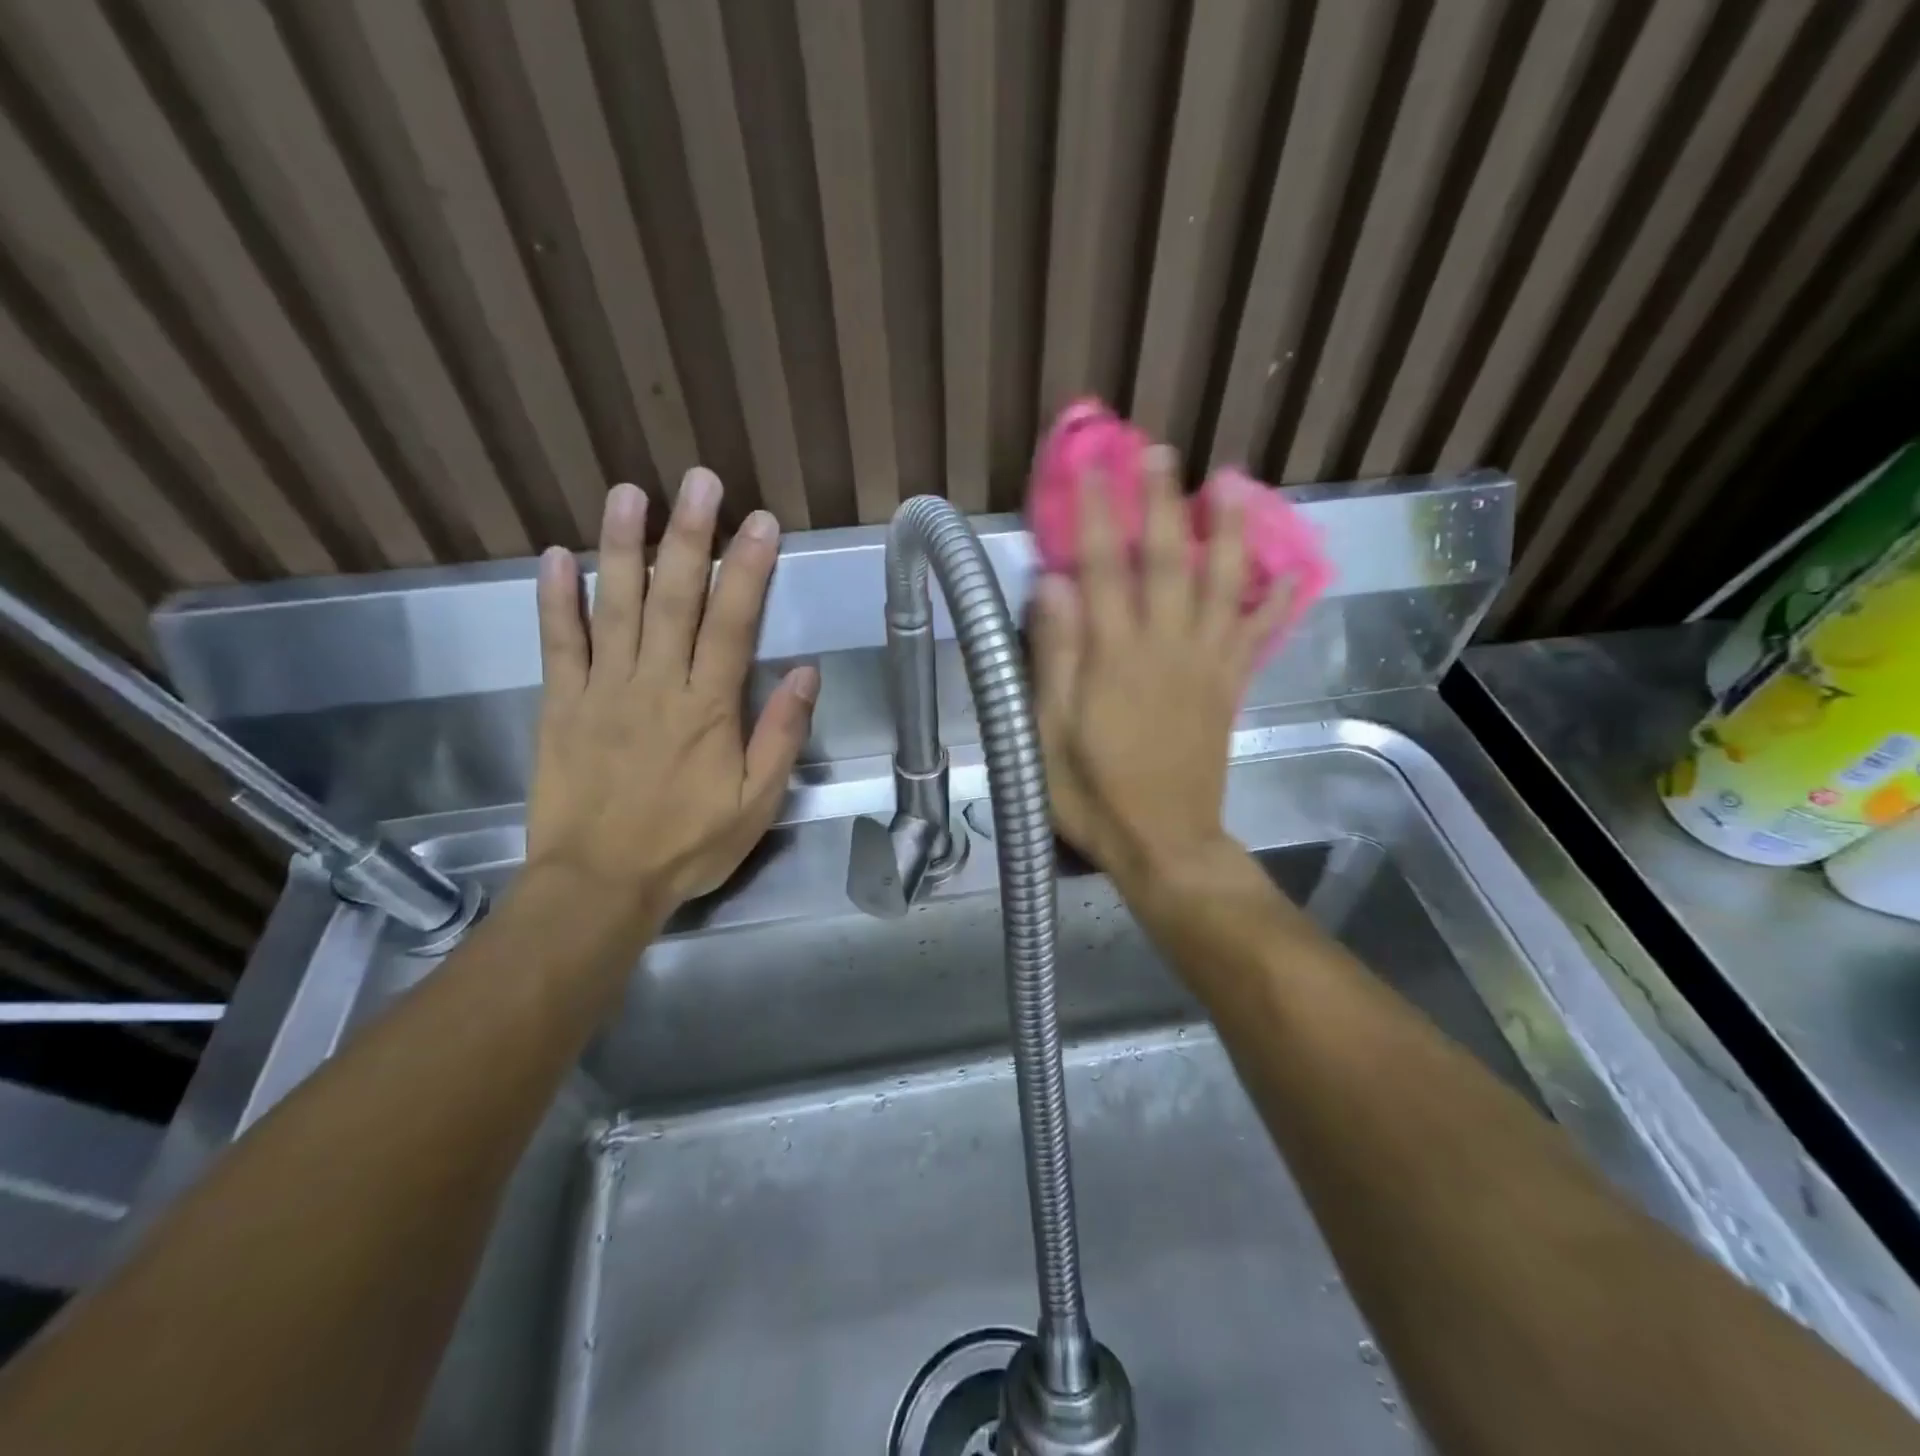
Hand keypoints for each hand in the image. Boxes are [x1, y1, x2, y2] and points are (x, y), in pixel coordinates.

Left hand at [525, 471, 817, 923]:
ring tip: (629, 493)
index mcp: (708, 708)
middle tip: (699, 481)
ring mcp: (602, 691)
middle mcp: (656, 685)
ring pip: (614, 607)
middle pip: (675, 599)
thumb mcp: (757, 803)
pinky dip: (555, 599)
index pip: (733, 623)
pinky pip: (558, 644)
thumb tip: (806, 672)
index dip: (749, 569)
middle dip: (689, 536)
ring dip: (622, 547)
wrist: (599, 885)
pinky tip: (555, 556)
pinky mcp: (560, 705)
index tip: (760, 521)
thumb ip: (781, 735)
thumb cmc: (687, 845)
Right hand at [1030, 451, 1290, 894]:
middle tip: (1162, 451)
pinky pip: (1258, 634)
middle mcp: (1168, 646)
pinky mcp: (1230, 687)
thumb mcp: (1048, 733)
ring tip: (1233, 483)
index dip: (1099, 511)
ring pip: (1225, 583)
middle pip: (1171, 559)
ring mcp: (1208, 664)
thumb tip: (1051, 582)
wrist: (1164, 842)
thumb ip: (1053, 656)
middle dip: (1164, 501)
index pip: (1105, 566)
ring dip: (1229, 530)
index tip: (1094, 466)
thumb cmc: (1094, 792)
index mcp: (1116, 656)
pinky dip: (1278, 600)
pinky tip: (1292, 571)